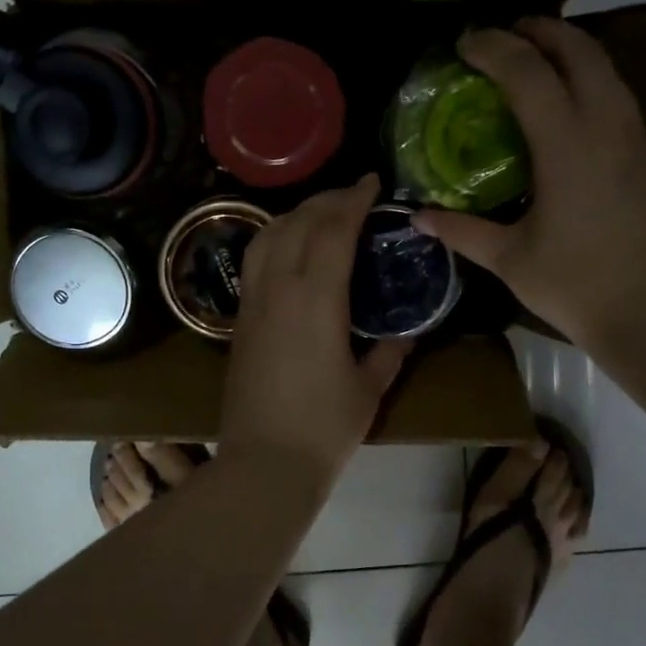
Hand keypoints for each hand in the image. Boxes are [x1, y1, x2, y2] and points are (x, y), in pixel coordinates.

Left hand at [220, 176, 411, 486]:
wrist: (264, 463)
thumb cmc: (324, 428)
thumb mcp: (369, 389)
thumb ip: (389, 353)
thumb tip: (406, 332)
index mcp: (316, 299)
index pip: (333, 230)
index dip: (353, 200)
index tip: (372, 182)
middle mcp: (279, 289)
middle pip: (297, 223)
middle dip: (326, 200)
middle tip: (352, 195)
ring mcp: (252, 303)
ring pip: (266, 236)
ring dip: (294, 215)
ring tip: (320, 214)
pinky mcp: (238, 321)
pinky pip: (254, 262)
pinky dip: (274, 239)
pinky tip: (290, 250)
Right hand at [414, 18, 645, 351]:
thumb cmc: (575, 285)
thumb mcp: (509, 259)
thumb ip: (462, 230)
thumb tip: (418, 215)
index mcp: (567, 144)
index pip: (528, 72)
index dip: (494, 48)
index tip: (464, 43)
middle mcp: (606, 126)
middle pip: (578, 50)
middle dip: (539, 31)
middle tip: (503, 35)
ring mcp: (634, 138)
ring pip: (605, 68)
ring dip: (569, 50)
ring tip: (534, 58)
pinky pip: (616, 94)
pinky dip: (588, 79)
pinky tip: (566, 105)